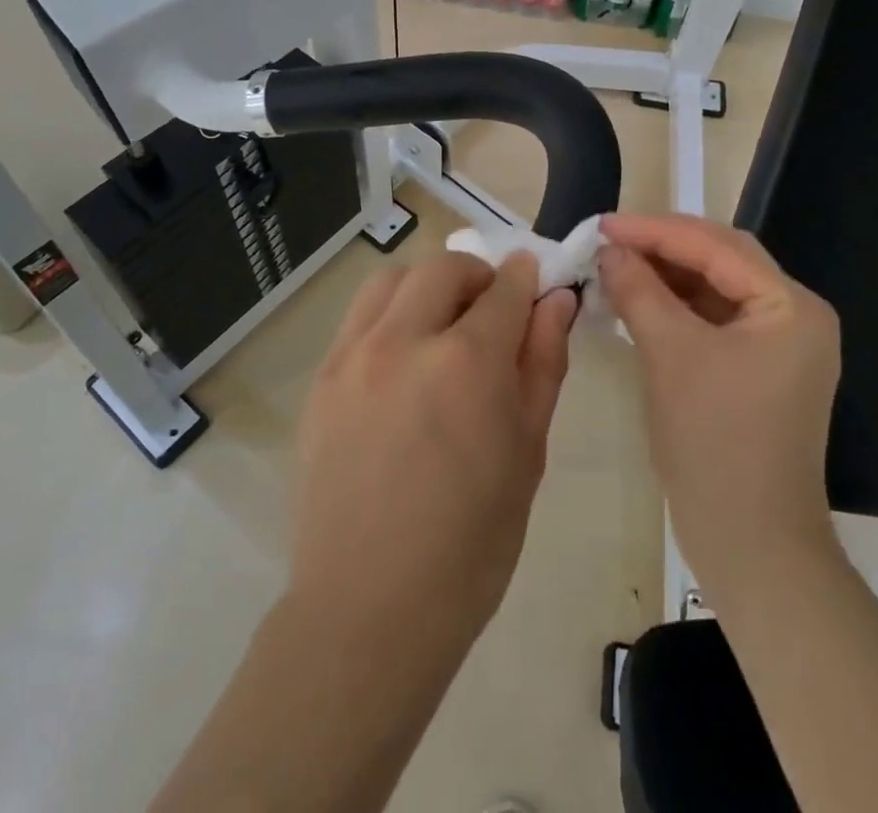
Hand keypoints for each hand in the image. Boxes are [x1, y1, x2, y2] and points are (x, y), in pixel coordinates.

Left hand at [289, 252, 578, 654]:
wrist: (369, 609)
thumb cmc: (470, 544)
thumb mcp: (527, 452)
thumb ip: (542, 364)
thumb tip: (556, 302)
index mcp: (467, 363)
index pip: (505, 288)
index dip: (526, 278)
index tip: (535, 284)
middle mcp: (405, 341)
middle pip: (444, 268)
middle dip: (478, 277)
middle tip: (490, 312)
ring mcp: (353, 356)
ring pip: (392, 279)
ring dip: (426, 287)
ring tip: (440, 327)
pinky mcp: (321, 378)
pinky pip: (358, 317)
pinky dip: (388, 315)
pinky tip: (400, 361)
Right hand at [598, 213, 842, 607]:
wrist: (751, 546)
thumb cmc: (715, 443)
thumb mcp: (670, 355)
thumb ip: (638, 290)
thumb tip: (609, 250)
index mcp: (790, 306)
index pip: (717, 246)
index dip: (655, 230)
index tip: (603, 223)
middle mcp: (794, 316)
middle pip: (721, 259)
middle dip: (662, 245)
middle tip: (609, 239)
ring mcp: (779, 344)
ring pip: (715, 287)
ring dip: (666, 274)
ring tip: (616, 265)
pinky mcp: (758, 368)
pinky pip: (713, 319)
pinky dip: (675, 306)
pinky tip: (638, 300)